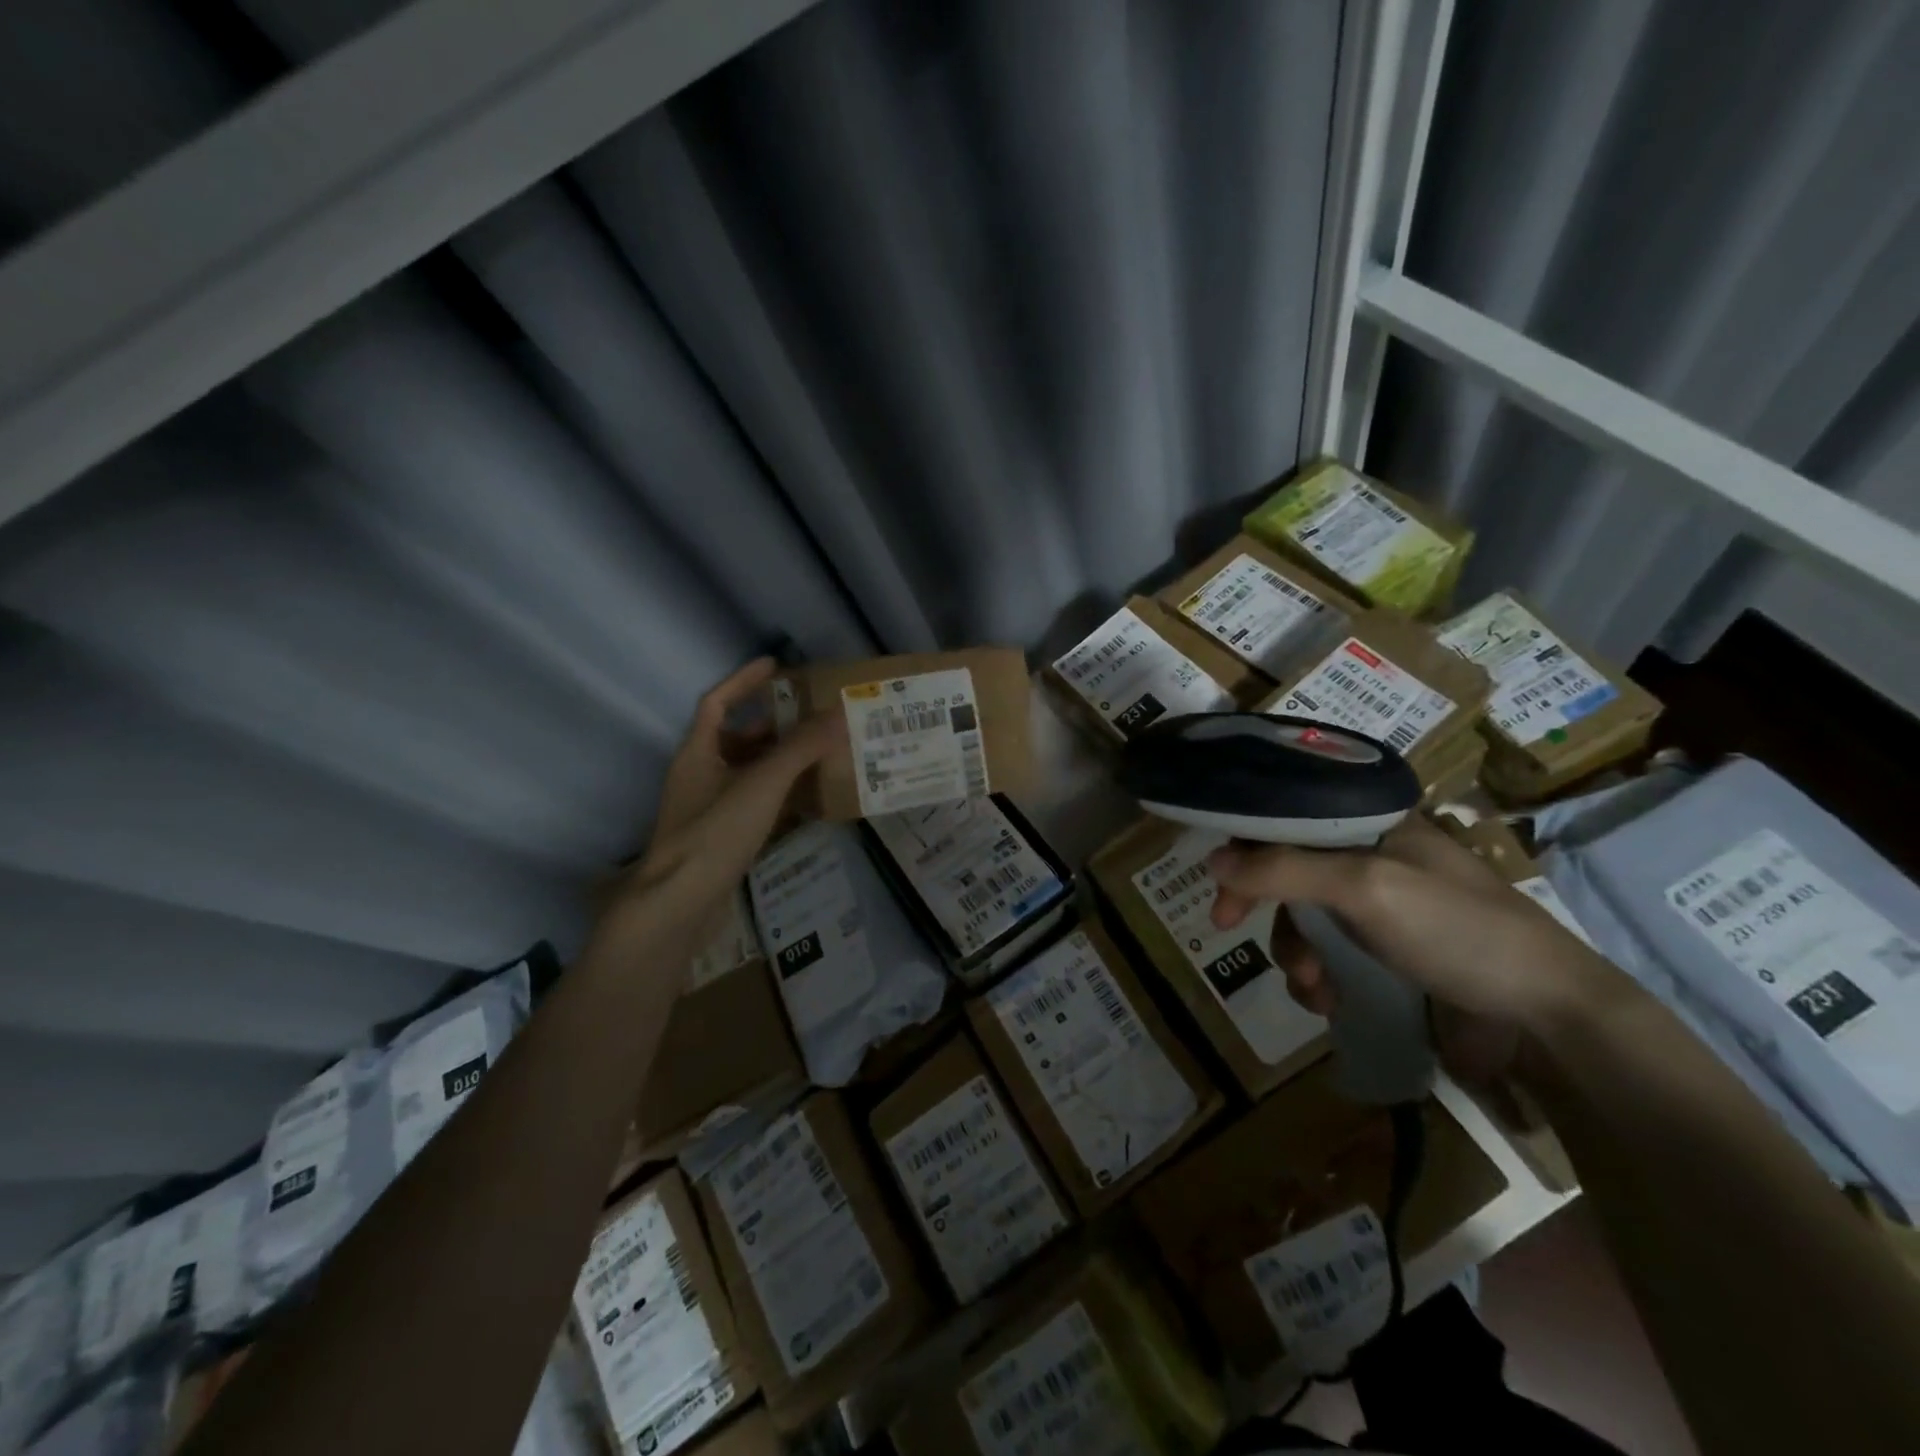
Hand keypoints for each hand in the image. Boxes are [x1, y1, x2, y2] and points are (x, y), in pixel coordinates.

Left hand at [596, 658, 838, 951]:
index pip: (717, 702)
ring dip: (778, 762)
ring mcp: (706, 809)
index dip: (744, 681)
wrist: (678, 906)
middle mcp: (698, 775)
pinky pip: (751, 802)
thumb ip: (800, 749)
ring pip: (746, 772)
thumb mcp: (761, 784)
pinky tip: (806, 802)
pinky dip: (777, 795)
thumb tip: (838, 714)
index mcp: (697, 752)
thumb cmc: (714, 834)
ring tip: (819, 756)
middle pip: (736, 738)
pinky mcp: (719, 838)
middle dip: (773, 726)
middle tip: (813, 719)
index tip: (776, 666)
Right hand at [1205, 814, 1618, 1080]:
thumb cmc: (1457, 931)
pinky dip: (1316, 977)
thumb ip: (1284, 869)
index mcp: (1371, 823)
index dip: (1247, 841)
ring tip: (1312, 988)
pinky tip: (1328, 1001)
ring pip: (1302, 916)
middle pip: (1286, 866)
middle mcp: (1370, 856)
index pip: (1288, 814)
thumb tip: (1213, 859)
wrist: (1547, 1017)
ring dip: (1293, 952)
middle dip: (1261, 902)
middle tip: (1225, 923)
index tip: (1219, 878)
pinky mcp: (1385, 952)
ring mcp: (1378, 906)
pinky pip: (1327, 954)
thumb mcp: (1365, 888)